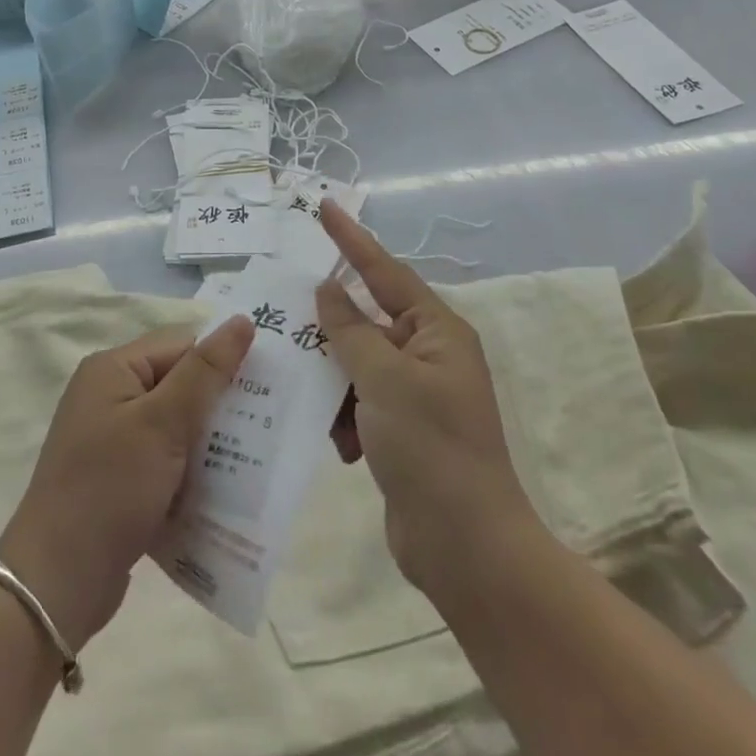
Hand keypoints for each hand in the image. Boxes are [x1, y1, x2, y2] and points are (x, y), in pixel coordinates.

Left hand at [0, 318, 254, 647]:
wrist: (56, 585)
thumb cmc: (110, 489)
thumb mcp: (162, 423)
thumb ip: (205, 372)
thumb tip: (243, 321)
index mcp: (112, 369)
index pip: (181, 345)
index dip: (221, 361)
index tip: (265, 387)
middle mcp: (109, 395)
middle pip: (179, 383)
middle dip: (218, 405)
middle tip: (265, 426)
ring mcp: (111, 439)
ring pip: (176, 425)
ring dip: (208, 442)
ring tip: (251, 460)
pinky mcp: (118, 479)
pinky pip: (165, 460)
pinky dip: (190, 471)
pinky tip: (220, 491)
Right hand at [315, 201, 532, 589]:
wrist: (467, 549)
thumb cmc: (431, 448)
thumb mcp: (385, 380)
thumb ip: (350, 330)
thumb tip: (328, 289)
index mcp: (437, 331)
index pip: (384, 270)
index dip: (352, 238)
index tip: (324, 206)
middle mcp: (429, 354)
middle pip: (367, 322)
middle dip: (332, 331)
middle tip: (288, 319)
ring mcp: (417, 394)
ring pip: (357, 365)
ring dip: (335, 384)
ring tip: (318, 405)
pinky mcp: (403, 430)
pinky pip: (360, 402)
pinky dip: (345, 418)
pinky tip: (341, 446)